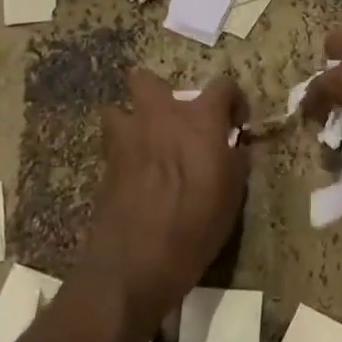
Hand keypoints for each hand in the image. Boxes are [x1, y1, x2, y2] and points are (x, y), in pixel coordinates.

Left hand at [82, 70, 250, 330]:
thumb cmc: (195, 227)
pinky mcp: (105, 163)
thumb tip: (234, 148)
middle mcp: (160, 117)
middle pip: (147, 79)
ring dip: (132, 120)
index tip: (235, 124)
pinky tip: (135, 175)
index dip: (233, 100)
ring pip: (118, 108)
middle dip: (160, 93)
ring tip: (146, 144)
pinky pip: (113, 142)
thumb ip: (234, 161)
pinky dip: (123, 151)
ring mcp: (127, 137)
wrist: (135, 262)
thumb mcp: (232, 196)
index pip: (223, 85)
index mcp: (199, 120)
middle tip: (176, 122)